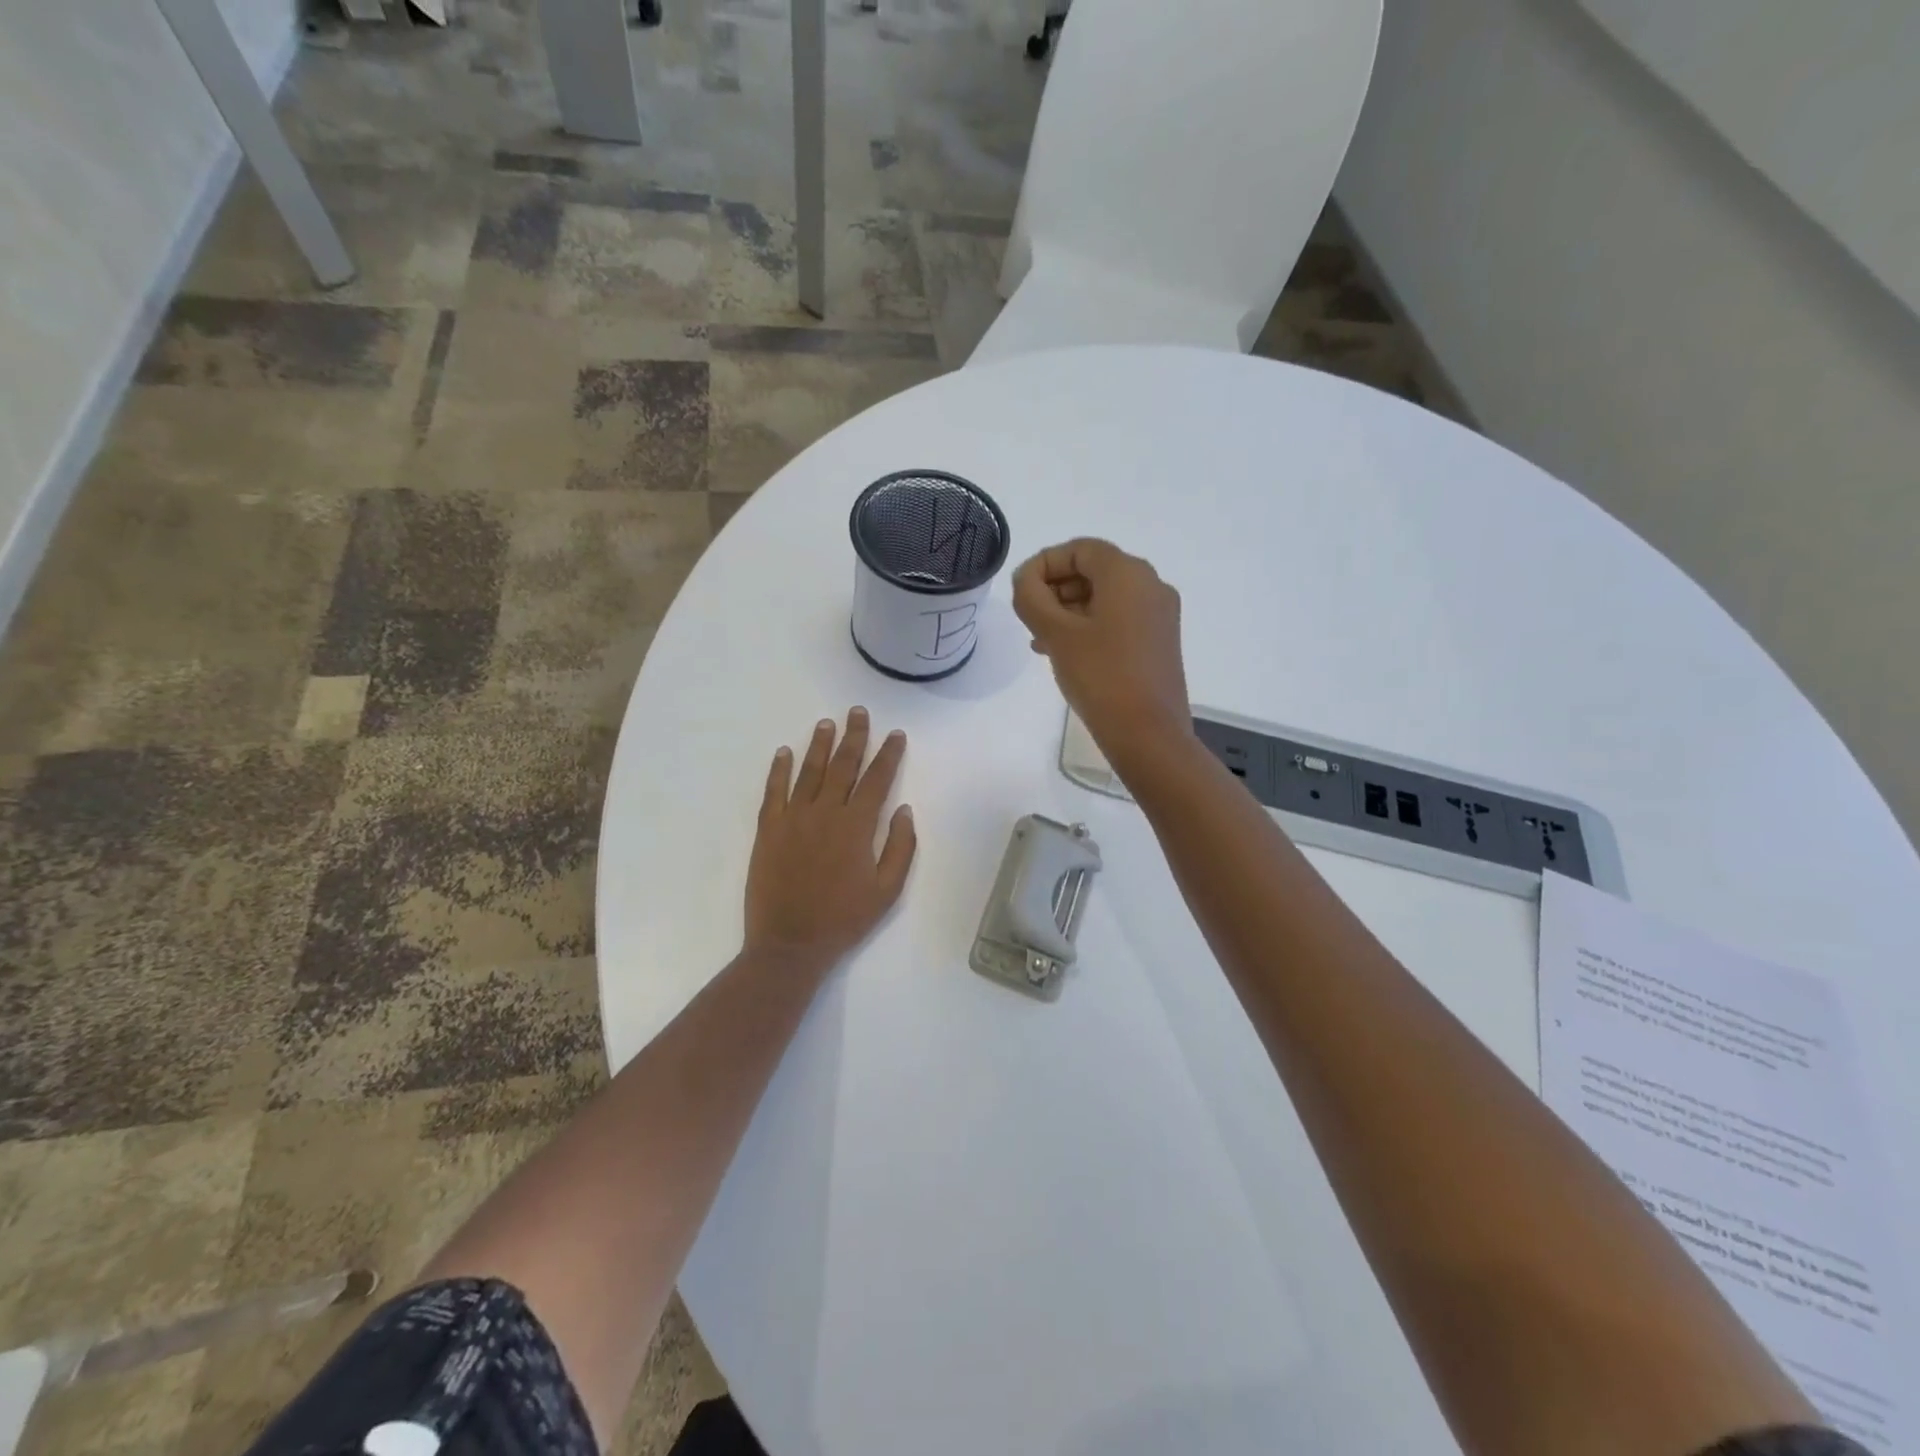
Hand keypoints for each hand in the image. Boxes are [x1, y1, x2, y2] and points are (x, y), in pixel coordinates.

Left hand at [744, 707, 916, 974]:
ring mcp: (793, 818)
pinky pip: (773, 791)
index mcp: (857, 826)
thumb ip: (900, 847)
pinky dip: (779, 769)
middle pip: (842, 766)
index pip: (877, 780)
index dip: (888, 754)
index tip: (895, 734)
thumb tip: (904, 810)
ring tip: (827, 723)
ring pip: (809, 772)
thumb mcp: (887, 890)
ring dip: (819, 745)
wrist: (790, 944)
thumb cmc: (844, 919)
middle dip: (854, 736)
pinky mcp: (769, 830)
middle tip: (858, 712)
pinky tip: (784, 752)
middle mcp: (825, 812)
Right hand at [1012, 539, 1192, 771]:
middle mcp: (1150, 585)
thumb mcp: (1056, 633)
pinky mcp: (1159, 641)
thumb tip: (1025, 579)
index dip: (1044, 563)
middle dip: (1055, 589)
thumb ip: (1032, 597)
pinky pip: (1118, 620)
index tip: (1020, 591)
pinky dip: (1089, 627)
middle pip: (1094, 570)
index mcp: (1128, 573)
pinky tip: (1065, 653)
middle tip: (1028, 618)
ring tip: (1039, 640)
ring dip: (1068, 611)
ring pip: (1105, 597)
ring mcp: (1159, 615)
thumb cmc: (1101, 676)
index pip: (1079, 549)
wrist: (1149, 734)